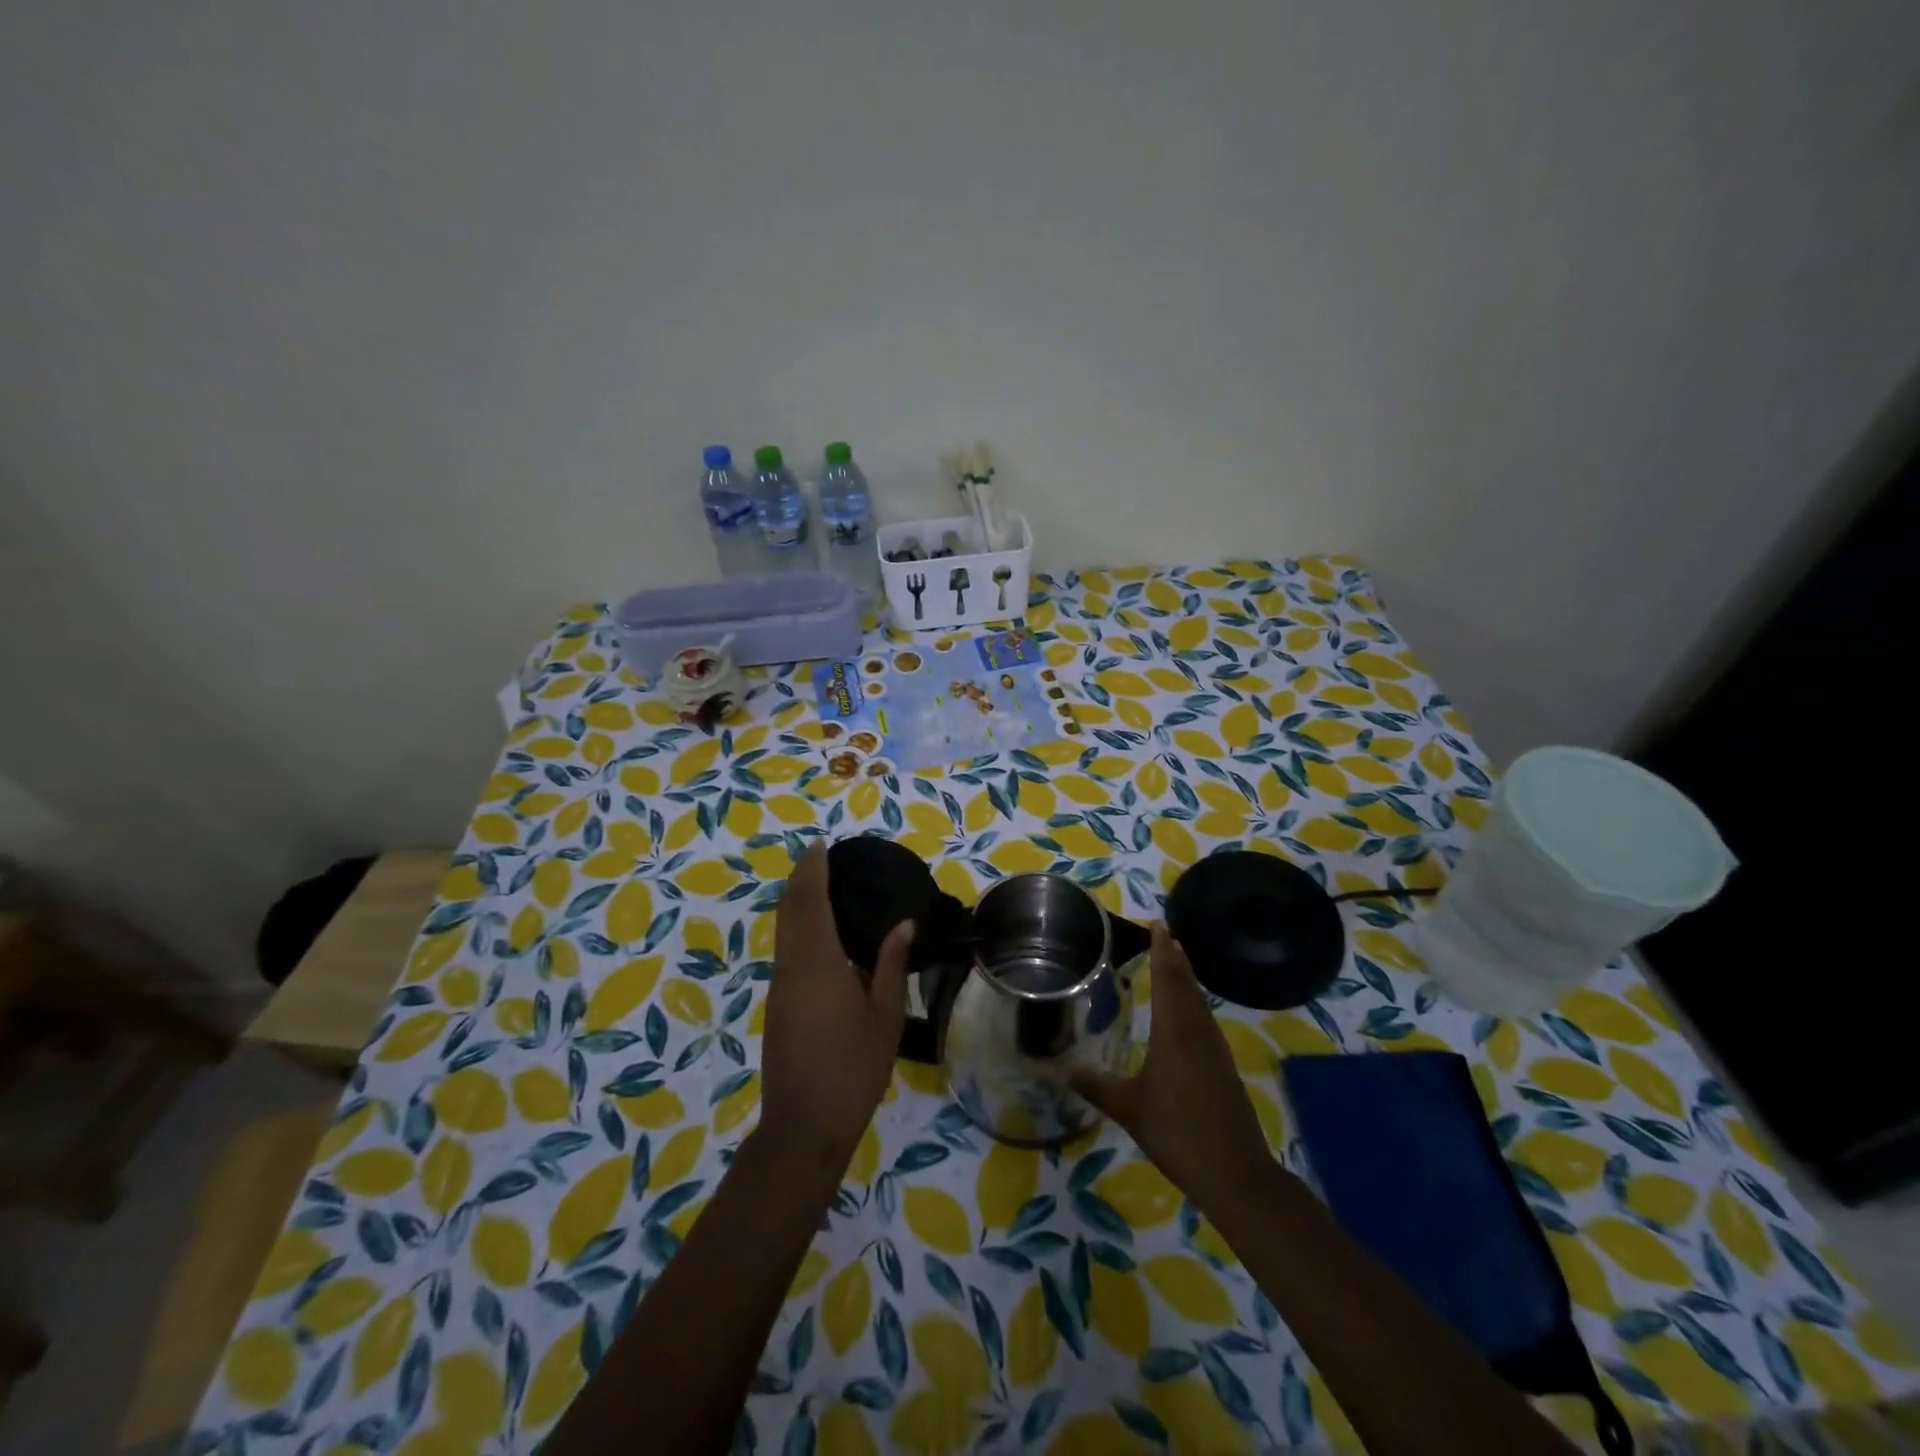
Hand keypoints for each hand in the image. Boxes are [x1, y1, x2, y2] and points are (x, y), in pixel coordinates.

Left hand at [758, 840, 912, 1181]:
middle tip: (823, 857)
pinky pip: (785, 948)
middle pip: (789, 908)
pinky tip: (821, 932)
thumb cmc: (853, 1068)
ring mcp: (779, 985)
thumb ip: (890, 964)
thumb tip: (904, 924)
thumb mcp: (885, 1015)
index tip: (822, 845)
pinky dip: (798, 926)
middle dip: (801, 878)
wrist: (804, 1124)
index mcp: (818, 962)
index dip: (813, 869)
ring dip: (797, 901)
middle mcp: (791, 965)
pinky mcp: (777, 1003)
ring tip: (824, 886)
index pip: (810, 900)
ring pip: (783, 929)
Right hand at [1070, 923, 1272, 1211]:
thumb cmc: (1177, 1133)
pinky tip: (1188, 1014)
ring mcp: (1215, 1049)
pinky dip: (1194, 1004)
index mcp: (1174, 1033)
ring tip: (1176, 962)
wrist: (1236, 1174)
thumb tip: (1063, 1071)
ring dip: (1187, 979)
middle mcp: (1197, 1032)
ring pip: (1199, 1002)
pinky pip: (1205, 1021)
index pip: (1167, 980)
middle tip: (1166, 934)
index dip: (1162, 951)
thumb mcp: (1129, 1109)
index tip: (1160, 925)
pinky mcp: (1224, 1067)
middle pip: (1187, 985)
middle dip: (1176, 959)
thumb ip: (1097, 1086)